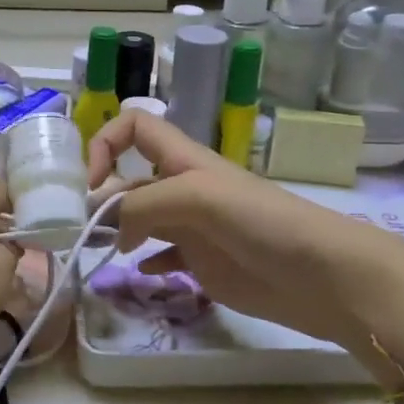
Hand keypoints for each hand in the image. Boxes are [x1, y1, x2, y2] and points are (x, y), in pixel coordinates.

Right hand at [85, 111, 403, 352]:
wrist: (323, 276)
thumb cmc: (263, 223)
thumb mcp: (198, 198)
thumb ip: (145, 204)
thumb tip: (109, 225)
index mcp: (184, 161)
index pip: (135, 127)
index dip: (106, 143)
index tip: (91, 183)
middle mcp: (184, 188)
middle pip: (130, 180)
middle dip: (102, 199)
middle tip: (81, 233)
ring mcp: (194, 227)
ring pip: (142, 219)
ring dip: (117, 231)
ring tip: (100, 254)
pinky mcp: (205, 263)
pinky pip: (163, 255)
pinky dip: (145, 260)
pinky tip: (140, 273)